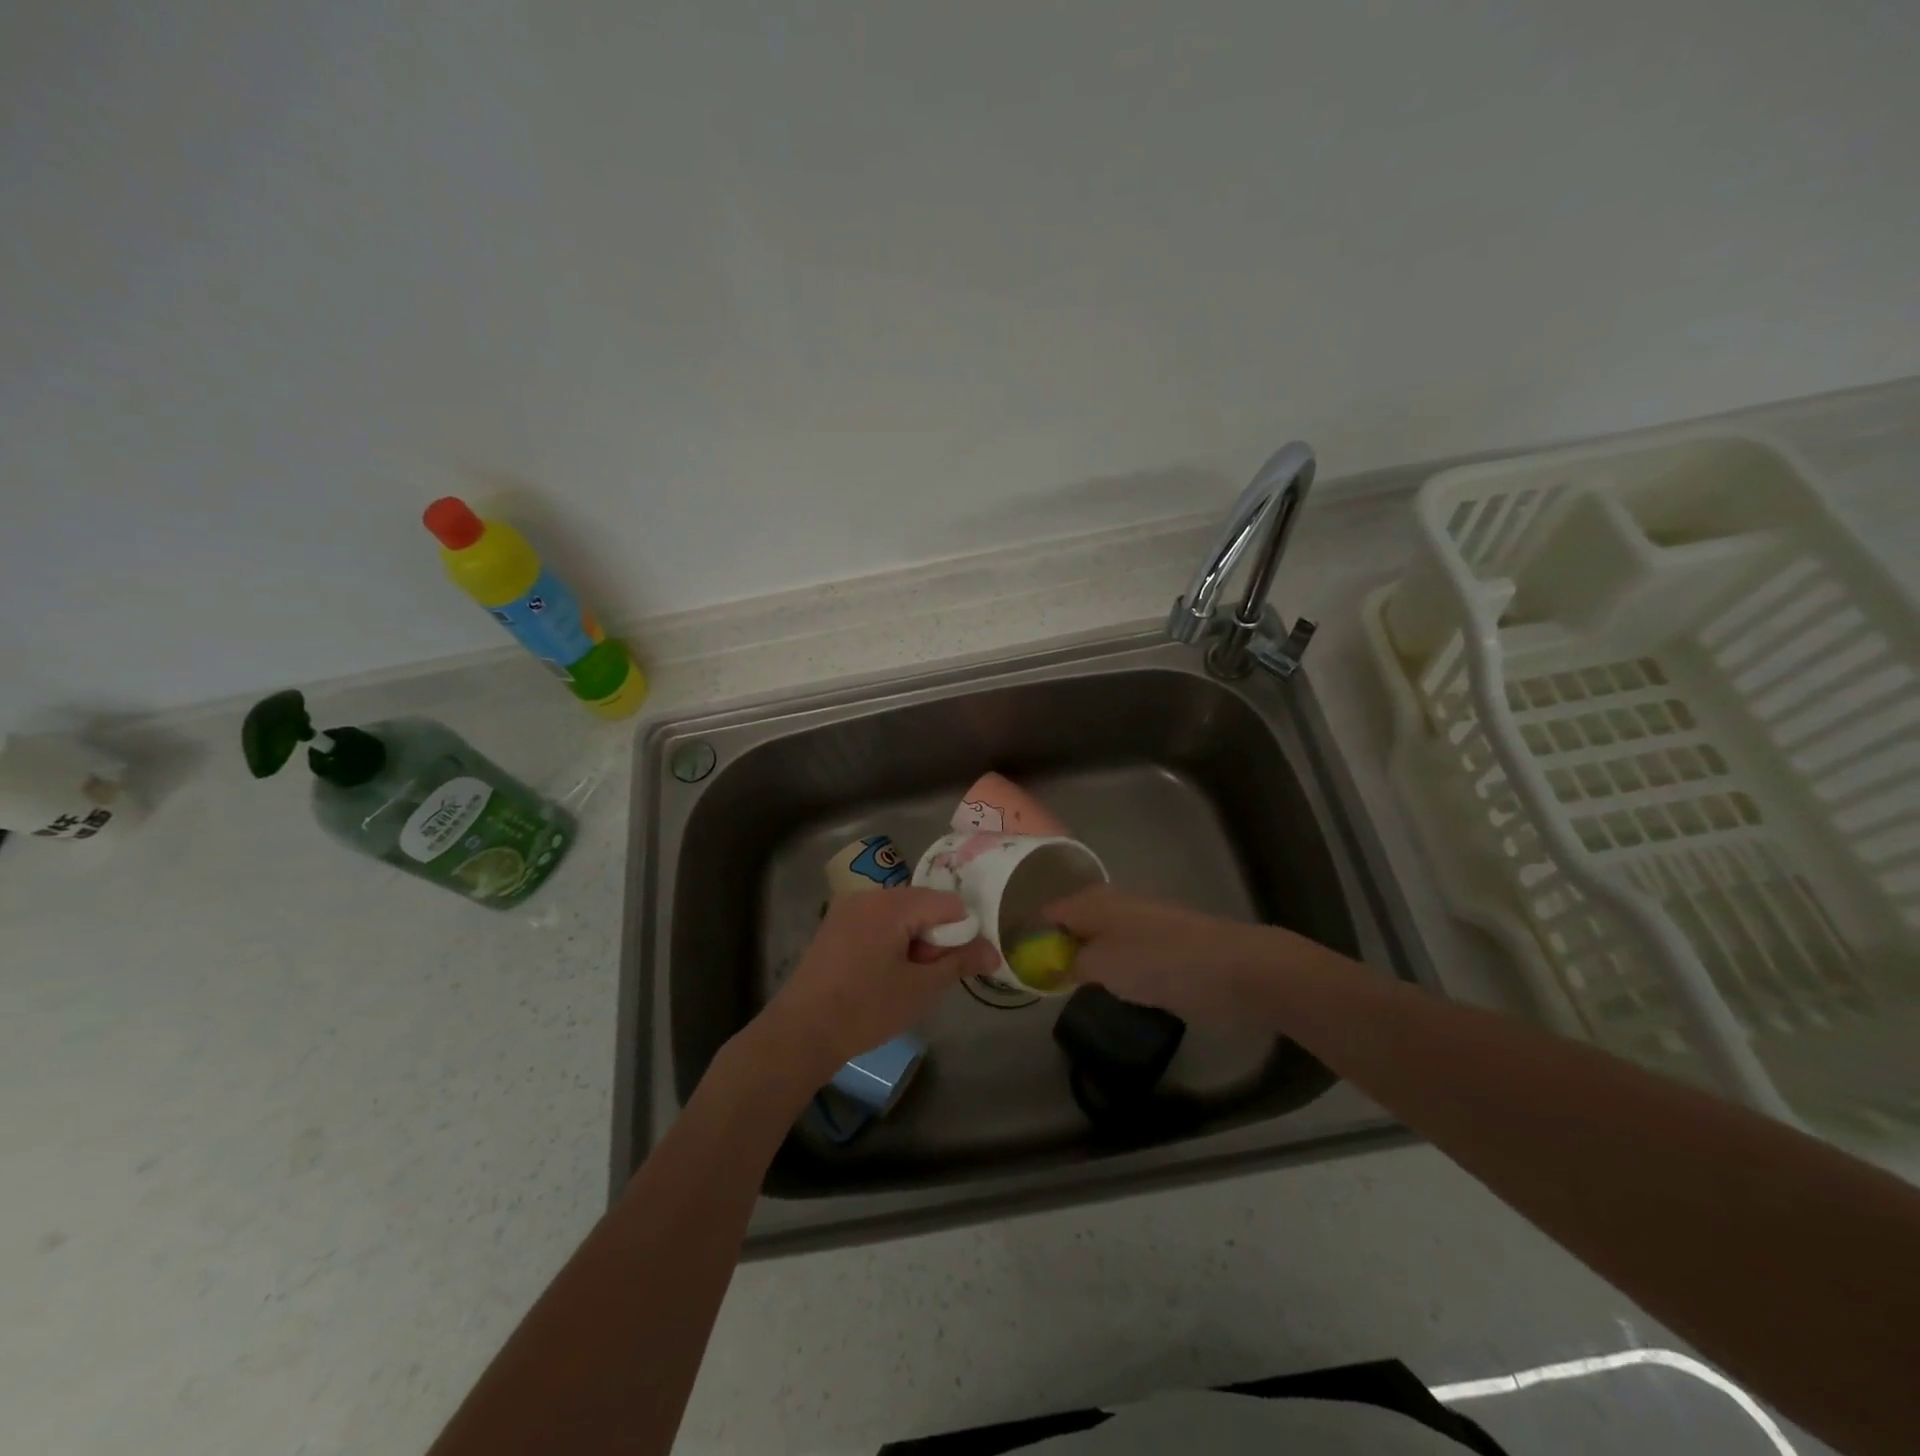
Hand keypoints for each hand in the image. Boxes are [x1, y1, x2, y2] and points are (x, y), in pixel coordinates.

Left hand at [754, 888, 996, 1085]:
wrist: (800, 1033)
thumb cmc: (865, 1009)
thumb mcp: (921, 989)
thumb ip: (960, 962)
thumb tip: (993, 952)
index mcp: (892, 903)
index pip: (948, 903)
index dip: (962, 932)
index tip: (955, 966)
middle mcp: (869, 894)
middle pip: (923, 904)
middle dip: (935, 937)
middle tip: (927, 976)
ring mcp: (848, 907)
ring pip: (900, 913)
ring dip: (913, 939)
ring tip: (905, 979)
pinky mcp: (835, 924)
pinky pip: (878, 921)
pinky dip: (891, 940)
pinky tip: (882, 974)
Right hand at [1045, 885, 1303, 1025]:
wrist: (1233, 969)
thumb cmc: (1160, 962)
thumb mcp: (1103, 965)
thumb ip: (1069, 964)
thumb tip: (1049, 965)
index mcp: (1094, 903)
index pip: (1048, 912)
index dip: (1027, 933)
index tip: (1011, 961)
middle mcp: (1113, 906)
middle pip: (1071, 923)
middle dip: (1053, 946)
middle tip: (1033, 977)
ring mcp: (1140, 925)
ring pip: (1097, 938)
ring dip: (1081, 957)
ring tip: (1060, 986)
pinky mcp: (1161, 947)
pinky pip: (1121, 953)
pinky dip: (1106, 966)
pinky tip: (1104, 987)